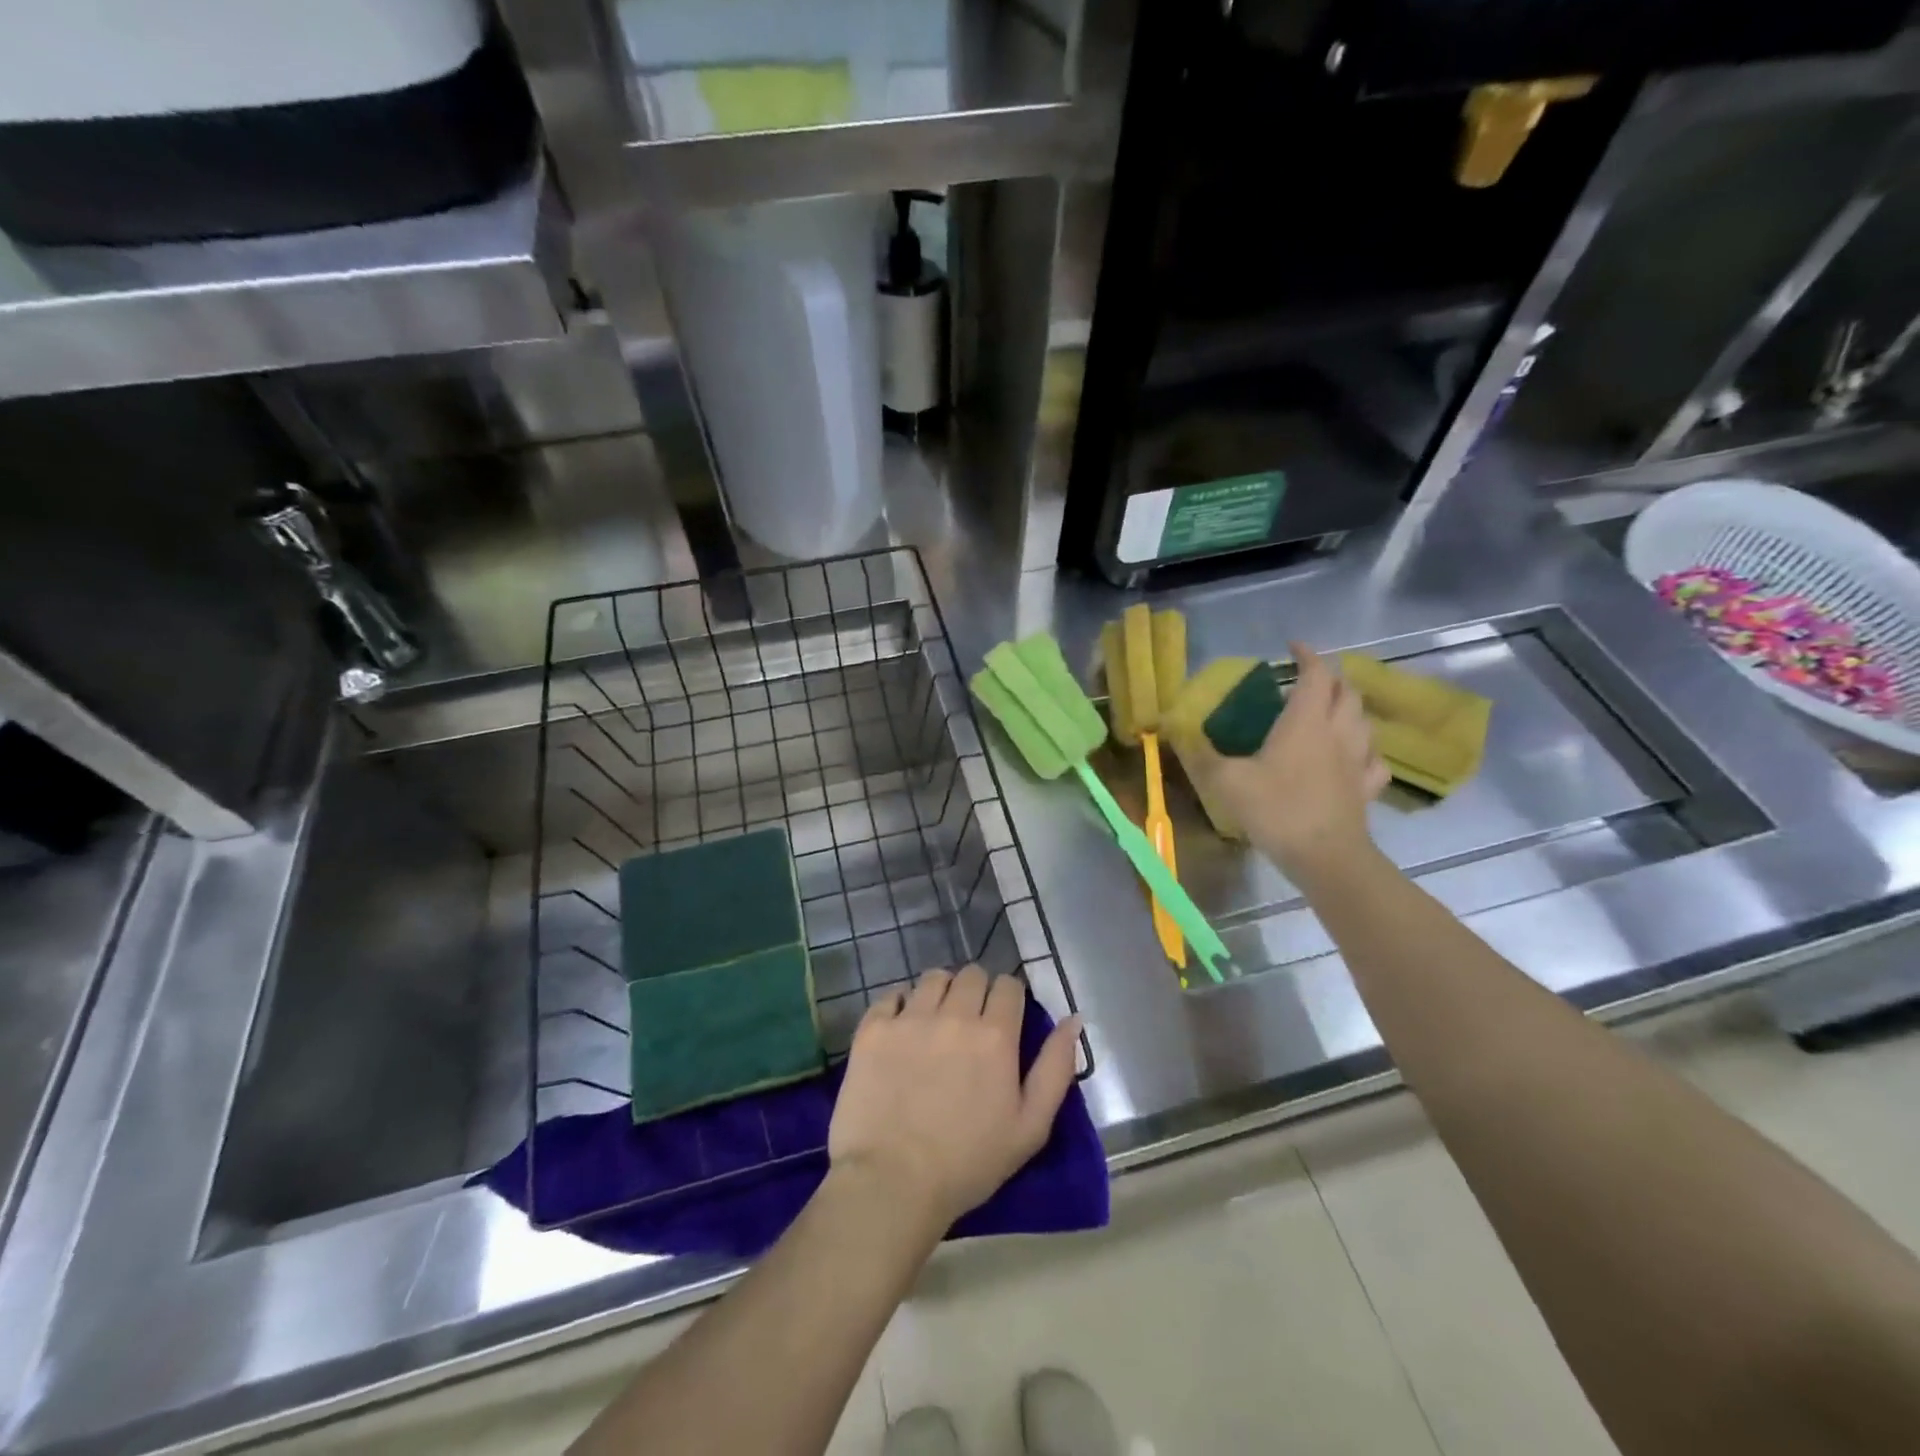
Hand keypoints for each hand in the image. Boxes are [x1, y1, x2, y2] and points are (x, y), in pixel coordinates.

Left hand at [828, 967, 1081, 1230]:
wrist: (892, 1182)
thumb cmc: (968, 1163)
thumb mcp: (1031, 1127)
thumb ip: (1056, 1068)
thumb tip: (1074, 1020)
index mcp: (995, 1035)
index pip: (1008, 985)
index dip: (1009, 998)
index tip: (1004, 1019)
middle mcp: (954, 1015)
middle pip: (972, 974)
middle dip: (977, 991)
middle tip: (970, 1023)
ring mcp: (910, 1018)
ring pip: (933, 978)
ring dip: (941, 992)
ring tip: (936, 1021)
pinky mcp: (874, 1029)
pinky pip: (891, 995)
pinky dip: (900, 1005)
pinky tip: (902, 1030)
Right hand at [1187, 642, 1389, 880]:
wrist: (1326, 857)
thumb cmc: (1277, 810)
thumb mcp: (1226, 781)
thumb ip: (1201, 754)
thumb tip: (1175, 731)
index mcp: (1305, 721)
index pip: (1316, 674)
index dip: (1307, 655)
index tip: (1292, 647)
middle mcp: (1338, 732)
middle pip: (1346, 692)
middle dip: (1329, 678)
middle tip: (1307, 680)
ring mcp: (1357, 760)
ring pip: (1363, 720)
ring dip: (1348, 708)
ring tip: (1329, 711)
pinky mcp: (1366, 788)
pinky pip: (1373, 758)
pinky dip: (1363, 748)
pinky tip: (1353, 756)